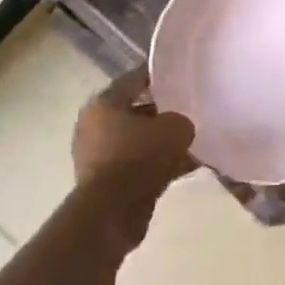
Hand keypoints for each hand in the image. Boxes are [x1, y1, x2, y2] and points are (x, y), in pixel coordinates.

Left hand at [73, 69, 194, 199]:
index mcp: (104, 103)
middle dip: (161, 113)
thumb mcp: (175, 128)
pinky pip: (136, 165)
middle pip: (134, 111)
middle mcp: (93, 126)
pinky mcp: (103, 182)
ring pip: (136, 141)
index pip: (134, 79)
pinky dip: (156, 165)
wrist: (114, 210)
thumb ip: (180, 120)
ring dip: (159, 142)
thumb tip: (179, 127)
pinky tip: (184, 167)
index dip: (157, 75)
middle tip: (187, 111)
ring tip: (190, 142)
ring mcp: (96, 156)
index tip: (178, 74)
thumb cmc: (140, 156)